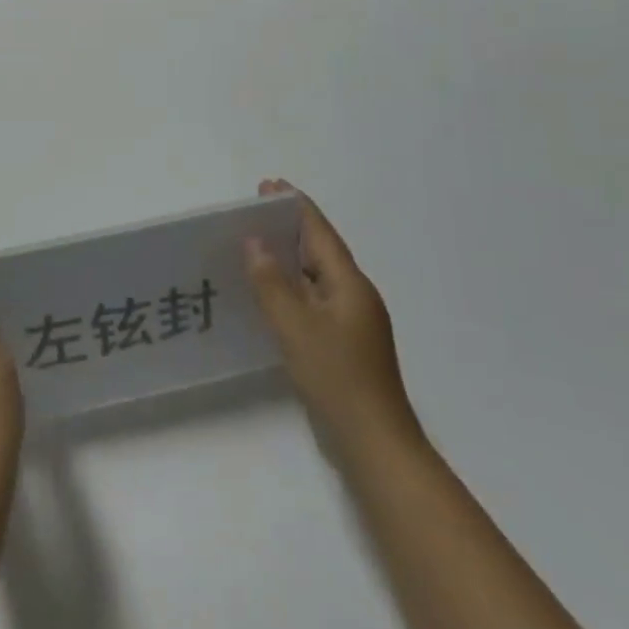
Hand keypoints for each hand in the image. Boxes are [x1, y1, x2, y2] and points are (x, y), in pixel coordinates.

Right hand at [246, 180, 419, 460]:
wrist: (374, 443)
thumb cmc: (336, 377)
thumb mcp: (295, 326)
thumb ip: (271, 282)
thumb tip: (254, 242)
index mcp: (350, 284)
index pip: (320, 233)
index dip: (295, 207)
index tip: (270, 185)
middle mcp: (354, 296)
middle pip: (320, 250)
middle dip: (289, 227)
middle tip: (255, 209)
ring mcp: (351, 321)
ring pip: (316, 276)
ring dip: (288, 256)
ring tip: (255, 242)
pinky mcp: (343, 343)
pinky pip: (313, 298)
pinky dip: (291, 284)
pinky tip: (270, 290)